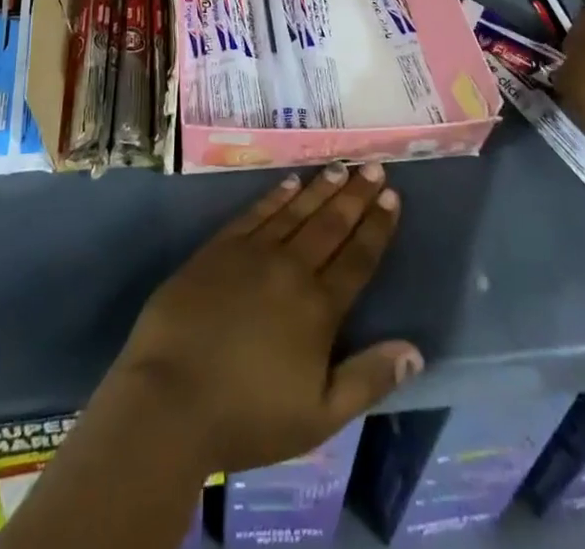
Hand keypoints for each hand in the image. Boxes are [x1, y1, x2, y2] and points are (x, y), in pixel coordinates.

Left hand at [102, 164, 422, 474]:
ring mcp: (252, 253)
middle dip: (355, 195)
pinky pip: (256, 212)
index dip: (377, 226)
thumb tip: (414, 351)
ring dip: (321, 188)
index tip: (392, 197)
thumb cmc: (247, 417)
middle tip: (374, 166)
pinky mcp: (219, 248)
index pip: (357, 258)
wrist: (170, 398)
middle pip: (330, 224)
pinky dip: (276, 195)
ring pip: (296, 211)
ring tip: (341, 167)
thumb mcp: (319, 417)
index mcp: (318, 308)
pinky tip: (289, 182)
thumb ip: (368, 380)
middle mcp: (290, 269)